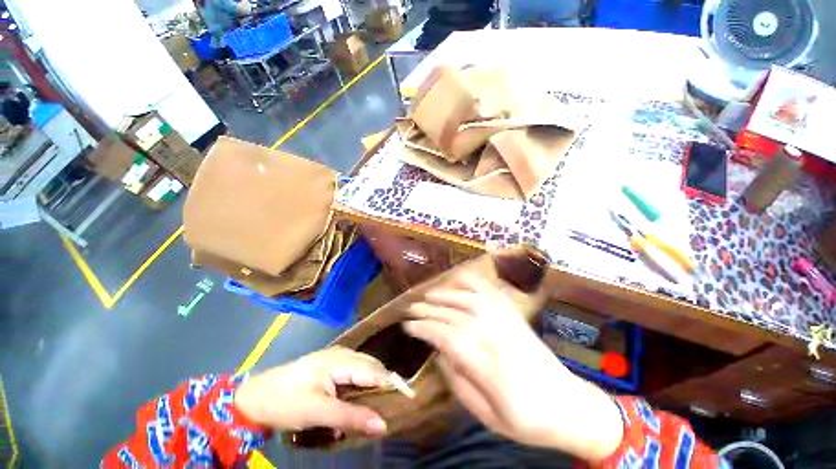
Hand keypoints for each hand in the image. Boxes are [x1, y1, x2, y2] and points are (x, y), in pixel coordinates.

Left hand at [234, 347, 388, 437]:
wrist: (254, 397)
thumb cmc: (286, 401)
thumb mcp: (317, 412)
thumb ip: (351, 417)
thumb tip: (383, 425)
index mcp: (341, 360)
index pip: (375, 371)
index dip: (392, 385)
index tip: (407, 402)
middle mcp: (343, 354)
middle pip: (372, 369)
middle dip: (383, 388)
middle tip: (391, 410)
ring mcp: (337, 358)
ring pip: (364, 371)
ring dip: (371, 389)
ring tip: (377, 408)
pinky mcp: (331, 366)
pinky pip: (354, 374)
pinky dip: (359, 388)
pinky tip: (357, 402)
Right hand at [403, 275, 623, 462]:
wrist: (571, 407)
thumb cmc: (528, 421)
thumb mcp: (488, 417)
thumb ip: (459, 383)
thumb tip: (439, 353)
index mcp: (492, 369)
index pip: (450, 338)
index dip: (425, 329)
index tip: (408, 326)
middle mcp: (500, 339)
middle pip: (458, 316)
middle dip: (430, 310)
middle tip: (411, 309)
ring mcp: (511, 325)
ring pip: (473, 300)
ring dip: (448, 295)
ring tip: (429, 295)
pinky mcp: (517, 318)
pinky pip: (492, 295)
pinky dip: (473, 286)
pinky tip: (460, 283)